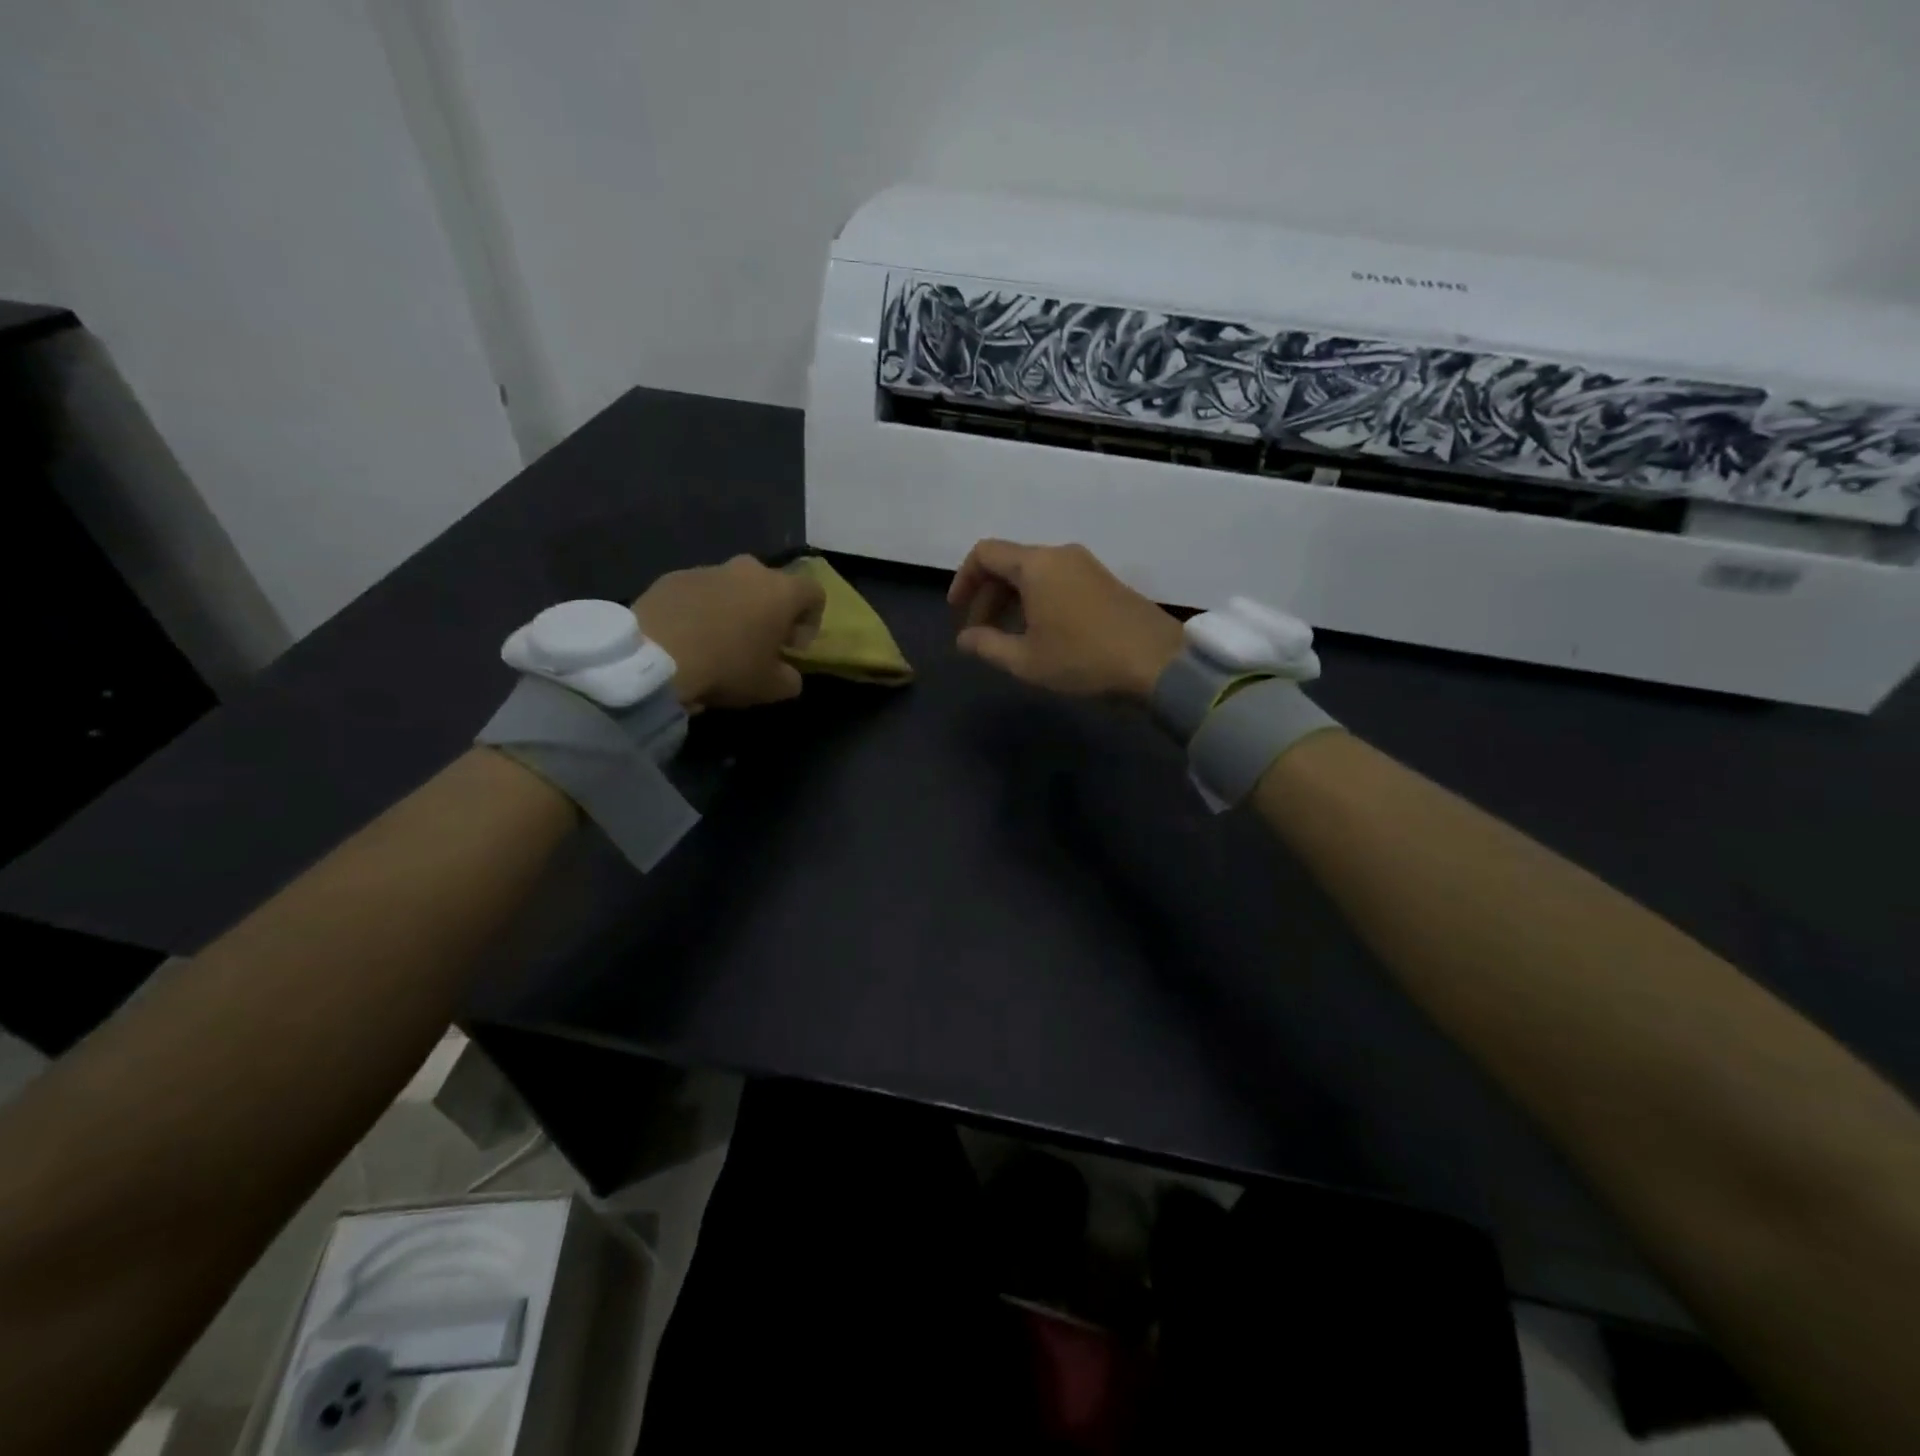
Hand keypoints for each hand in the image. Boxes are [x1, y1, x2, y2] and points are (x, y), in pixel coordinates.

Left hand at [633, 555, 824, 709]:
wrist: (656, 657)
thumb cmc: (727, 668)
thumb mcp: (772, 688)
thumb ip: (791, 678)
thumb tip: (788, 674)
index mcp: (780, 591)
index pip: (815, 593)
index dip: (811, 621)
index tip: (792, 648)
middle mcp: (747, 570)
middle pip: (771, 585)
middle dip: (771, 612)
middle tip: (758, 644)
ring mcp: (707, 569)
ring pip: (733, 587)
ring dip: (734, 610)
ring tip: (718, 643)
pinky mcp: (672, 577)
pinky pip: (698, 592)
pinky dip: (701, 610)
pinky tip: (688, 639)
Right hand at [948, 540, 1183, 701]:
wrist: (1158, 662)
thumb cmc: (1084, 659)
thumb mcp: (1026, 660)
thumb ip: (987, 645)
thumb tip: (964, 639)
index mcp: (1036, 565)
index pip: (985, 553)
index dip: (963, 580)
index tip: (957, 612)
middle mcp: (1060, 554)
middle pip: (1009, 563)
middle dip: (987, 596)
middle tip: (980, 633)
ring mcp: (1086, 565)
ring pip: (1034, 573)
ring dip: (1012, 600)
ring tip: (1007, 637)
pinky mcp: (1104, 581)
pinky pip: (1057, 580)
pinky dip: (1037, 600)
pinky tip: (1040, 633)